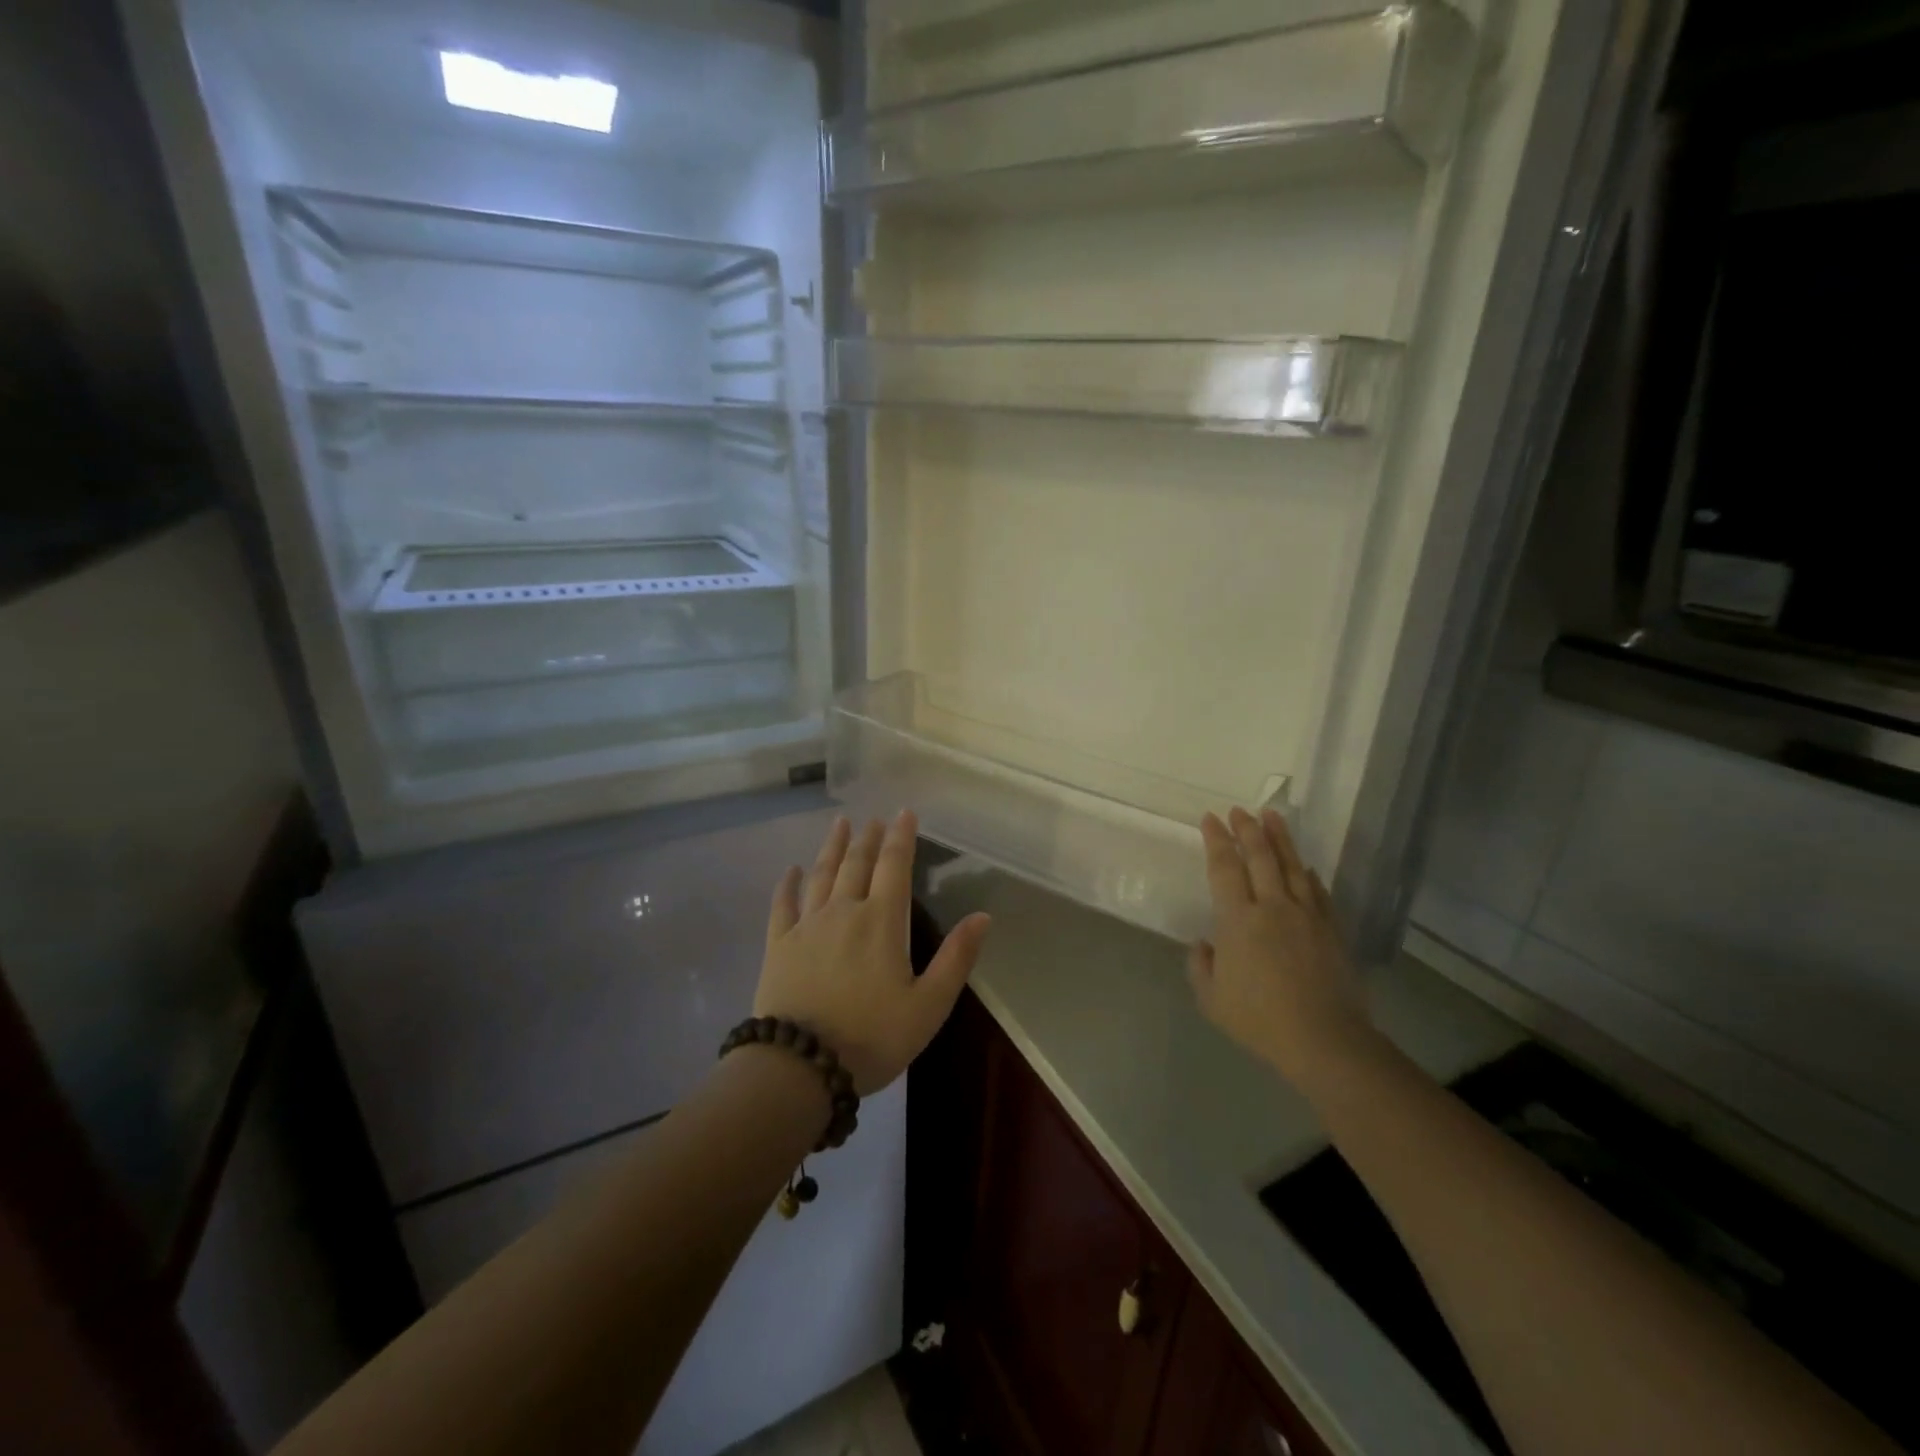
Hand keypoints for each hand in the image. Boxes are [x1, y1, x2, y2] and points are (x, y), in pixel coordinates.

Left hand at [756, 811, 991, 1095]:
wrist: (800, 1067)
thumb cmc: (872, 1038)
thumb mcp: (929, 1006)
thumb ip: (956, 959)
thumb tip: (982, 916)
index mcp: (881, 921)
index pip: (895, 866)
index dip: (902, 837)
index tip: (905, 813)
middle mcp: (844, 911)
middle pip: (857, 863)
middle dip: (869, 838)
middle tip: (875, 818)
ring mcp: (807, 926)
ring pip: (821, 875)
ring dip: (832, 847)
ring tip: (840, 824)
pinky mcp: (779, 945)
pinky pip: (783, 905)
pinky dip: (788, 884)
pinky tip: (791, 870)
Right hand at [1189, 808, 1376, 1090]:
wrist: (1324, 1040)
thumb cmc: (1259, 1020)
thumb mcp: (1212, 999)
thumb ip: (1201, 966)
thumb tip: (1204, 944)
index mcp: (1238, 920)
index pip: (1224, 867)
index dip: (1216, 840)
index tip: (1210, 818)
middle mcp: (1272, 907)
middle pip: (1259, 857)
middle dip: (1246, 829)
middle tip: (1238, 810)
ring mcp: (1306, 915)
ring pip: (1291, 865)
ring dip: (1279, 838)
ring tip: (1272, 815)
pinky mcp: (1331, 929)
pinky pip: (1317, 891)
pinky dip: (1308, 873)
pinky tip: (1305, 865)